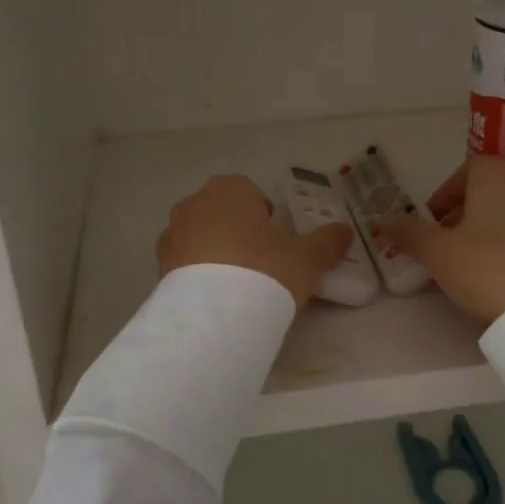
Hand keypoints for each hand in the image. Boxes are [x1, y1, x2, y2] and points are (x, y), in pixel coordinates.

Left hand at [157, 174, 353, 309]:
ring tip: (237, 289)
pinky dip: (198, 278)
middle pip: (222, 215)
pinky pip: (184, 266)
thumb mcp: (308, 257)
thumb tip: (346, 231)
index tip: (278, 246)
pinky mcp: (158, 267)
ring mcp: (171, 235)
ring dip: (215, 255)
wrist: (217, 314)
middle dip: (238, 235)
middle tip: (260, 267)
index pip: (250, 194)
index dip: (266, 219)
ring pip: (200, 240)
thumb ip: (328, 241)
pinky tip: (216, 302)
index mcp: (229, 189)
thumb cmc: (266, 268)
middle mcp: (194, 204)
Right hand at [372, 156, 504, 323]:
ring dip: (485, 227)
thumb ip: (407, 232)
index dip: (442, 198)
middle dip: (462, 213)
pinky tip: (499, 270)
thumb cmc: (487, 267)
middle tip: (445, 244)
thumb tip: (380, 220)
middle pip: (486, 190)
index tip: (430, 225)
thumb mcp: (437, 252)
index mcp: (495, 171)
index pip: (462, 173)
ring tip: (470, 260)